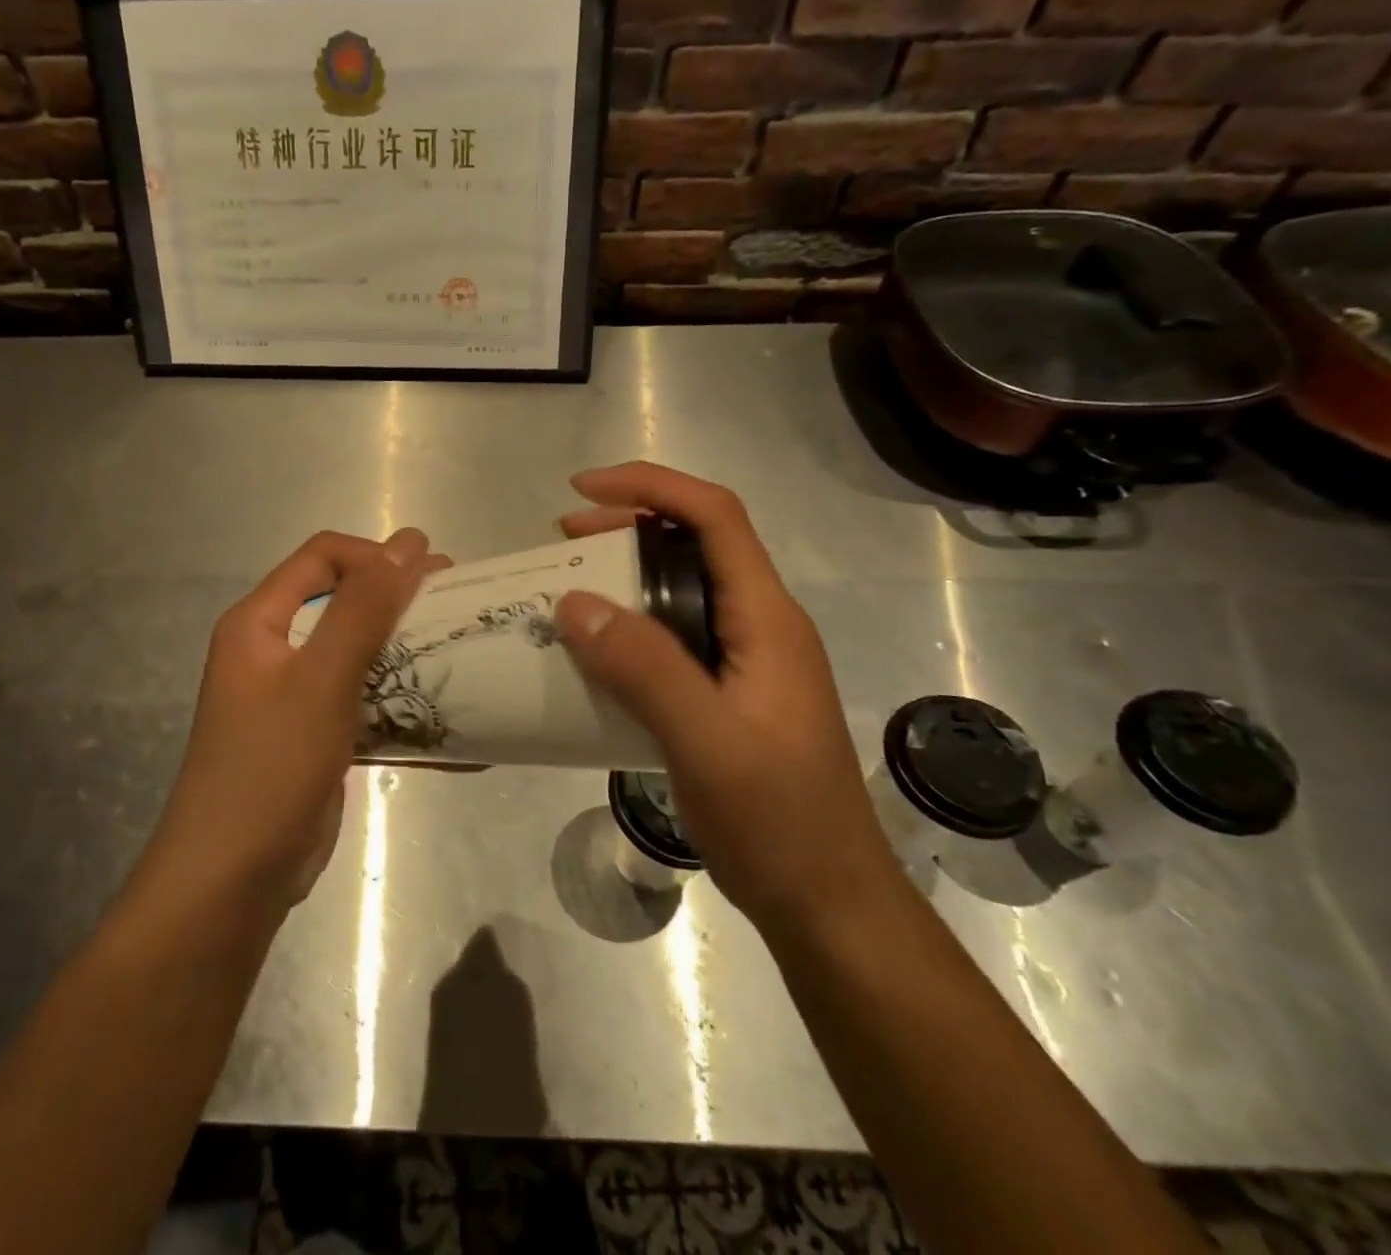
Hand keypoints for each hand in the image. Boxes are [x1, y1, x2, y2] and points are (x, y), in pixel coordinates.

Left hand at [139, 528, 440, 915]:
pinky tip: (447, 711)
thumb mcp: (321, 680)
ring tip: (458, 652)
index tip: (431, 575)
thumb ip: (364, 608)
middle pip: (343, 602)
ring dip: (406, 650)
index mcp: (259, 622)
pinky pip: (364, 699)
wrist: (232, 881)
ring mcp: (295, 696)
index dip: (376, 555)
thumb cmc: (270, 768)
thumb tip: (409, 542)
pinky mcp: (316, 735)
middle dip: (399, 600)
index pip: (322, 557)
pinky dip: (401, 699)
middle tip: (457, 605)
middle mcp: (274, 650)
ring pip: (358, 652)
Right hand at [553, 463, 894, 922]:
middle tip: (563, 539)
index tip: (583, 490)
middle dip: (627, 526)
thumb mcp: (706, 741)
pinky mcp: (729, 695)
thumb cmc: (777, 820)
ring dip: (624, 577)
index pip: (714, 517)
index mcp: (766, 618)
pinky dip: (629, 628)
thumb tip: (575, 602)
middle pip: (695, 544)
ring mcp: (746, 661)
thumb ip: (644, 669)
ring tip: (567, 589)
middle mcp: (760, 625)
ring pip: (680, 591)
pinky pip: (673, 638)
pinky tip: (594, 655)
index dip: (650, 487)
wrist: (828, 903)